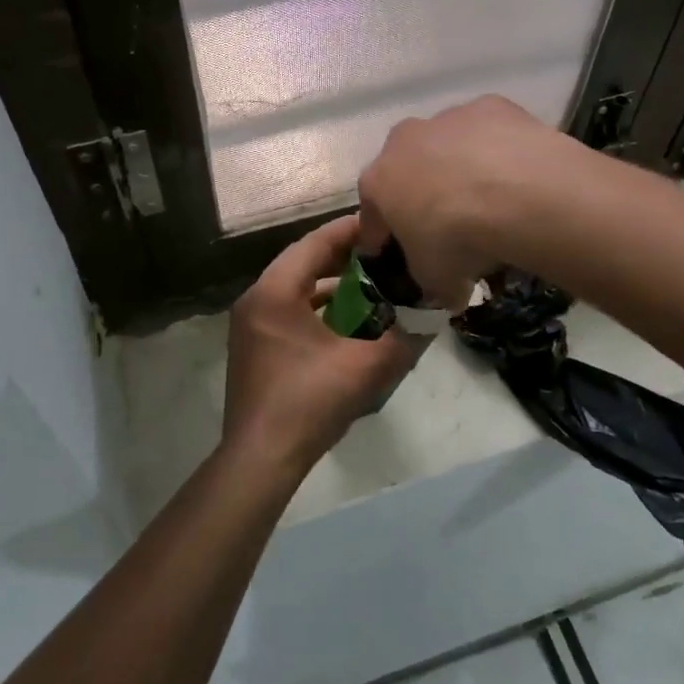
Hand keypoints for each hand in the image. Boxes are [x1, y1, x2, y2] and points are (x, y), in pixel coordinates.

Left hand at [223, 216, 417, 479]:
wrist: (261, 459)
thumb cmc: (309, 403)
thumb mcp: (365, 367)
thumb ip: (403, 337)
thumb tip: (432, 314)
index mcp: (275, 292)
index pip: (316, 243)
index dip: (351, 230)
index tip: (385, 223)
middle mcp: (256, 299)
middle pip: (304, 261)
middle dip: (344, 256)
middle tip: (384, 251)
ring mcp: (251, 323)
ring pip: (296, 287)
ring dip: (332, 283)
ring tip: (372, 281)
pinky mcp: (254, 345)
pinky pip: (289, 309)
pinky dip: (318, 307)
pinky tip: (348, 319)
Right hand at [356, 94, 585, 307]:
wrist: (518, 194)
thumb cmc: (458, 239)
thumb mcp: (436, 278)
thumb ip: (433, 282)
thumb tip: (450, 292)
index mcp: (378, 181)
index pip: (371, 213)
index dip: (381, 236)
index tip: (392, 252)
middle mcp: (403, 141)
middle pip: (406, 169)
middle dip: (419, 193)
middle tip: (445, 223)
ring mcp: (447, 118)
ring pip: (447, 146)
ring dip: (459, 167)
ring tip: (490, 199)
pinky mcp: (490, 106)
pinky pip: (488, 133)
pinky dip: (496, 151)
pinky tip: (517, 175)